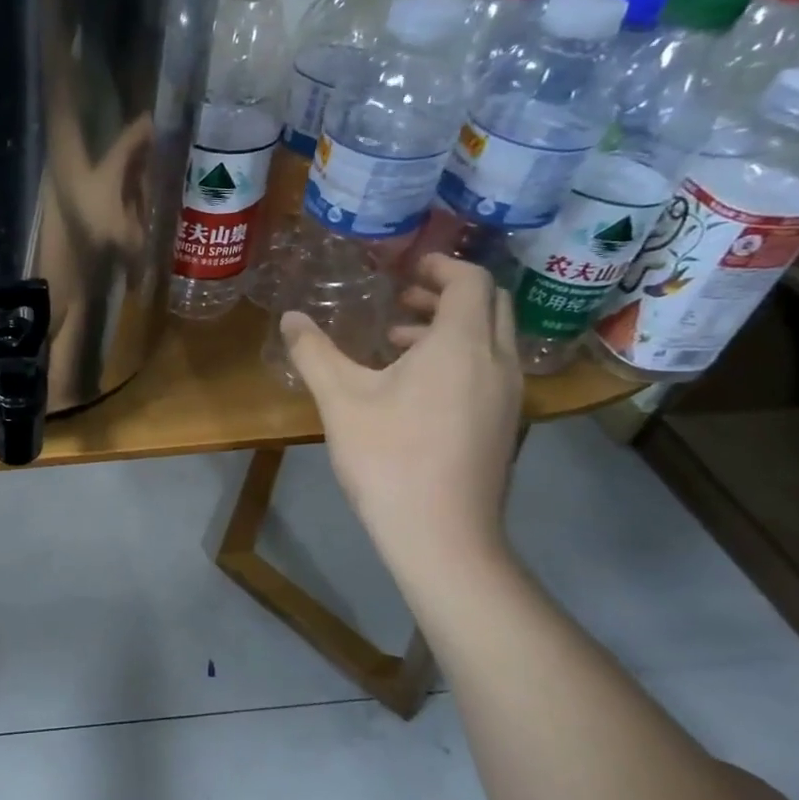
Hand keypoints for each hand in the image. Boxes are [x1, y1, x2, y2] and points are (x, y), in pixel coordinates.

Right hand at [281, 254, 521, 577]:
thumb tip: (290, 318)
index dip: (441, 264)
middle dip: (447, 292)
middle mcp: (497, 362)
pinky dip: (460, 356)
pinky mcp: (505, 424)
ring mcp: (508, 396)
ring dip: (452, 326)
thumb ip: (314, 352)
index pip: (470, 281)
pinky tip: (416, 386)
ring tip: (400, 340)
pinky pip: (490, 368)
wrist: (442, 535)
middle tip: (402, 297)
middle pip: (490, 304)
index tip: (408, 265)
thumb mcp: (340, 400)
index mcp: (461, 345)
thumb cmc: (389, 457)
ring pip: (491, 339)